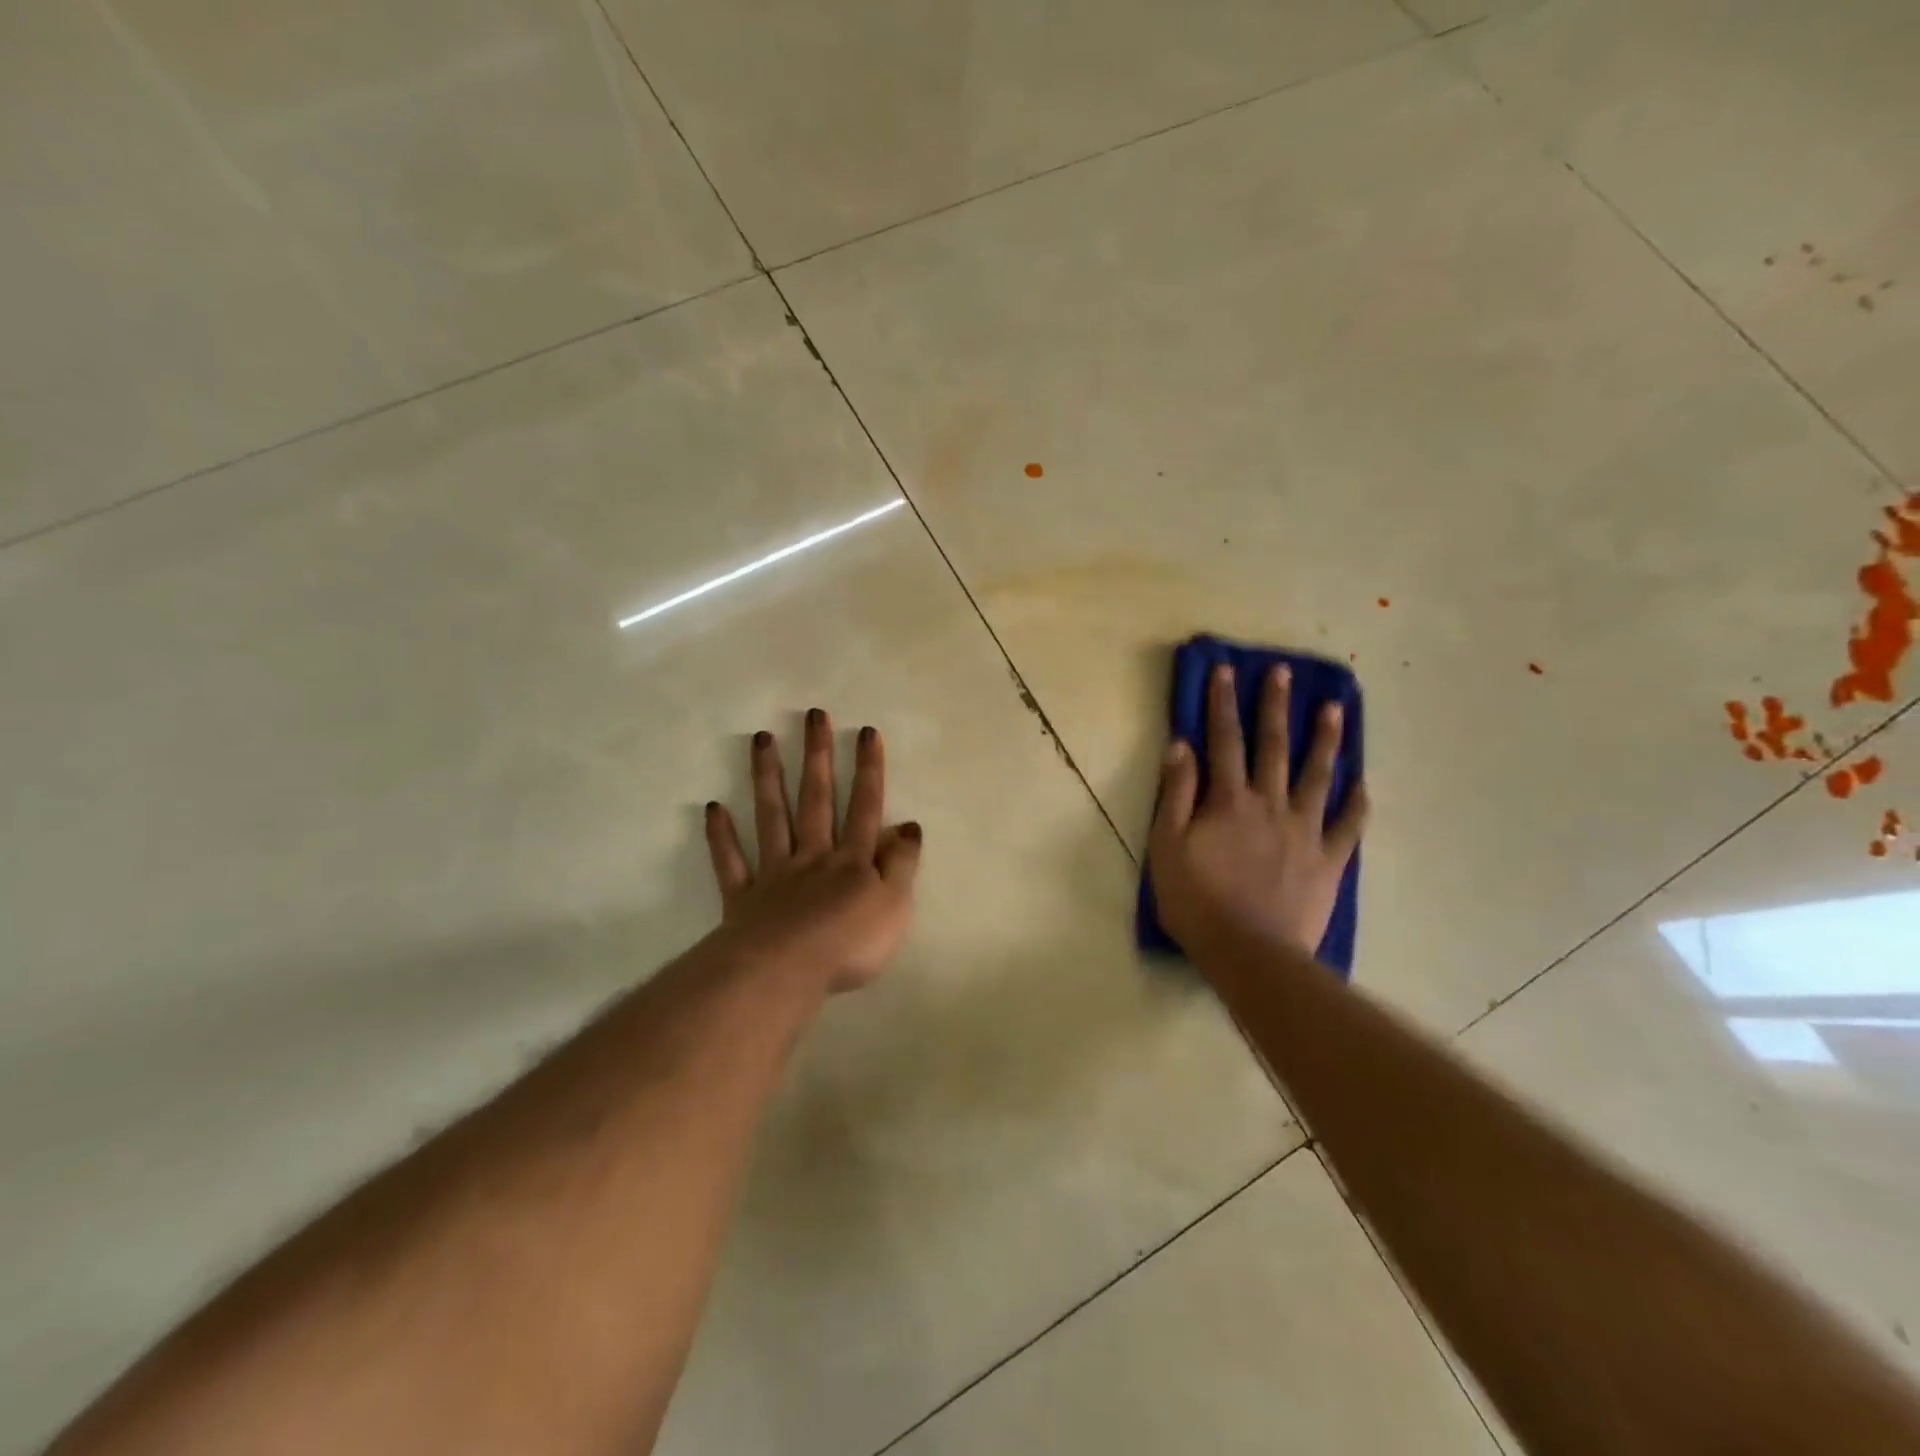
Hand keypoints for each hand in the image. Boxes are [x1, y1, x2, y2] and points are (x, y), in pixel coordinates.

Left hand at [703, 709, 921, 993]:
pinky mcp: (744, 898)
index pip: (865, 807)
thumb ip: (902, 864)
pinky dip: (722, 836)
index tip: (866, 732)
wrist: (786, 972)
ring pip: (772, 818)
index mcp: (852, 861)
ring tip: (762, 739)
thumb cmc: (849, 943)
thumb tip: (909, 825)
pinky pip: (732, 862)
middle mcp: (814, 856)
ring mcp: (776, 873)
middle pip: (817, 799)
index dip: (869, 770)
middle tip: (813, 716)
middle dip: (818, 757)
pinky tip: (714, 808)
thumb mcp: (895, 906)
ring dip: (768, 778)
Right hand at [1149, 663, 1367, 960]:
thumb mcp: (1166, 846)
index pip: (1224, 740)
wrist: (1250, 954)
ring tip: (1334, 710)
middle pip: (1273, 747)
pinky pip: (1347, 827)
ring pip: (1318, 776)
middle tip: (1282, 672)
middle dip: (1275, 706)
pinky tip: (1363, 785)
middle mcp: (1270, 804)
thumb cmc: (1197, 901)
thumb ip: (1175, 794)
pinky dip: (1356, 804)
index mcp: (1229, 800)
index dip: (1223, 703)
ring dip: (1325, 740)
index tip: (1226, 670)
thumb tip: (1181, 745)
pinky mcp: (1327, 861)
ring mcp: (1304, 831)